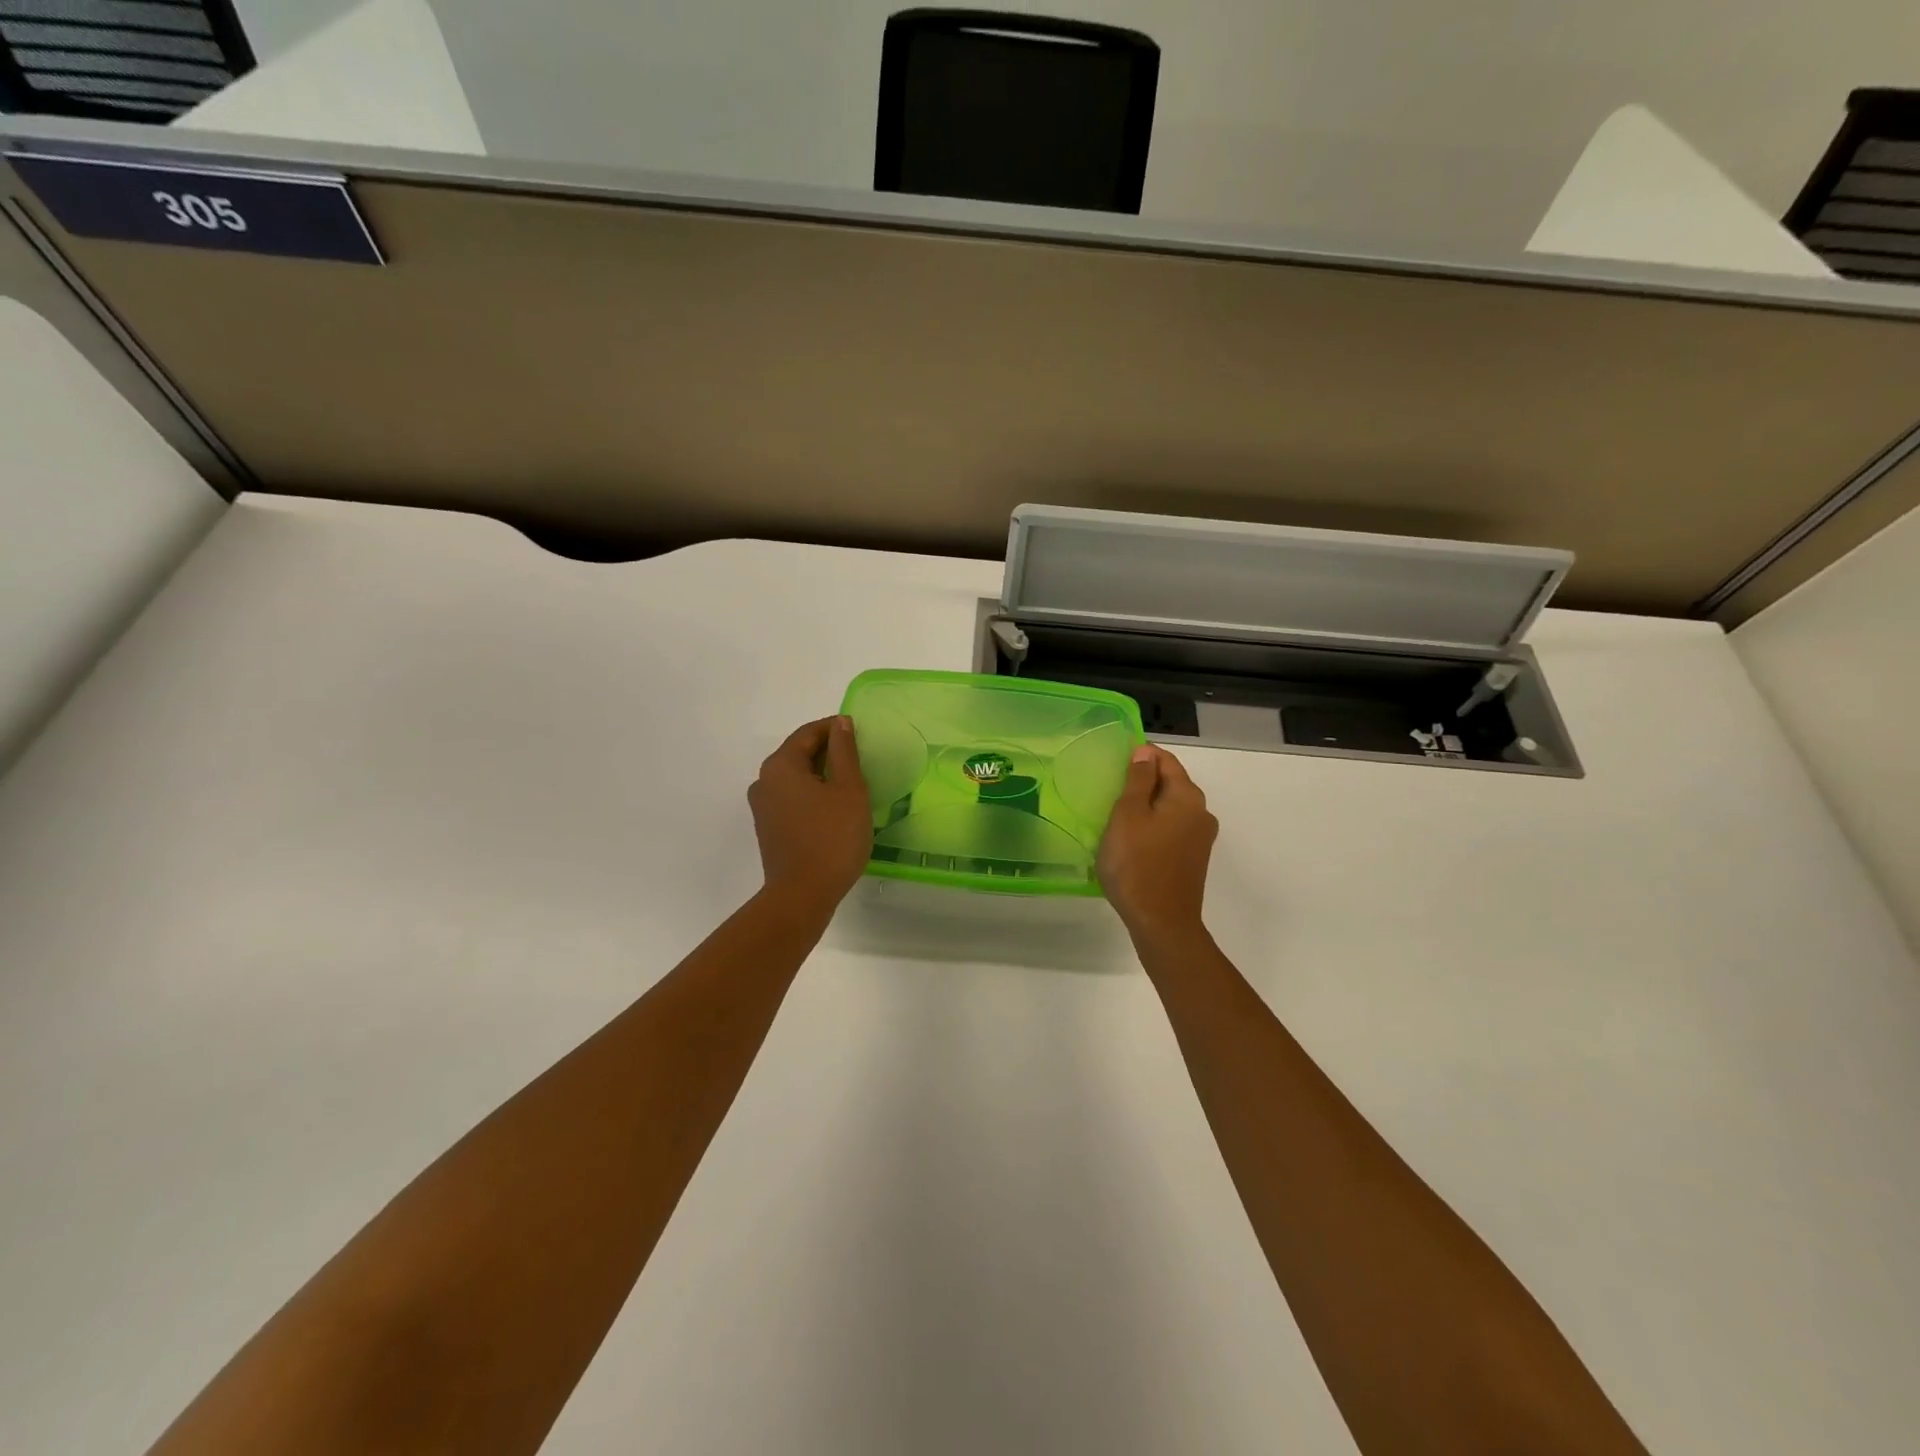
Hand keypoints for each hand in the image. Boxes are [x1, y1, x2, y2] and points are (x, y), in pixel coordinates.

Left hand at [748, 717, 872, 915]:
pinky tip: (835, 809)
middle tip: (861, 760)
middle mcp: (764, 780)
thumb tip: (840, 723)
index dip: (835, 729)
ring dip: (822, 775)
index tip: (861, 734)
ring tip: (852, 785)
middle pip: (799, 753)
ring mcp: (763, 807)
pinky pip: (792, 799)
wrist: (802, 895)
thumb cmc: (831, 837)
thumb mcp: (848, 788)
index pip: (809, 733)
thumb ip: (844, 751)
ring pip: (796, 778)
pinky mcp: (769, 828)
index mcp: (781, 765)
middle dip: (830, 752)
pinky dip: (813, 795)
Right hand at [1097, 744, 1217, 941]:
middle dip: (1143, 781)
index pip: (1165, 760)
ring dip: (1147, 805)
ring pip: (1171, 808)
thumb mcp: (1128, 815)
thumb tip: (1145, 753)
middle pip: (1171, 783)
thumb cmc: (1137, 864)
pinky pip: (1171, 829)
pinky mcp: (1193, 858)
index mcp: (1187, 797)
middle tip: (1110, 789)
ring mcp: (1200, 838)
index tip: (1114, 762)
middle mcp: (1201, 812)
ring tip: (1117, 814)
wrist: (1161, 923)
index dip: (1141, 756)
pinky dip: (1153, 825)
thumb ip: (1137, 780)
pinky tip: (1132, 839)